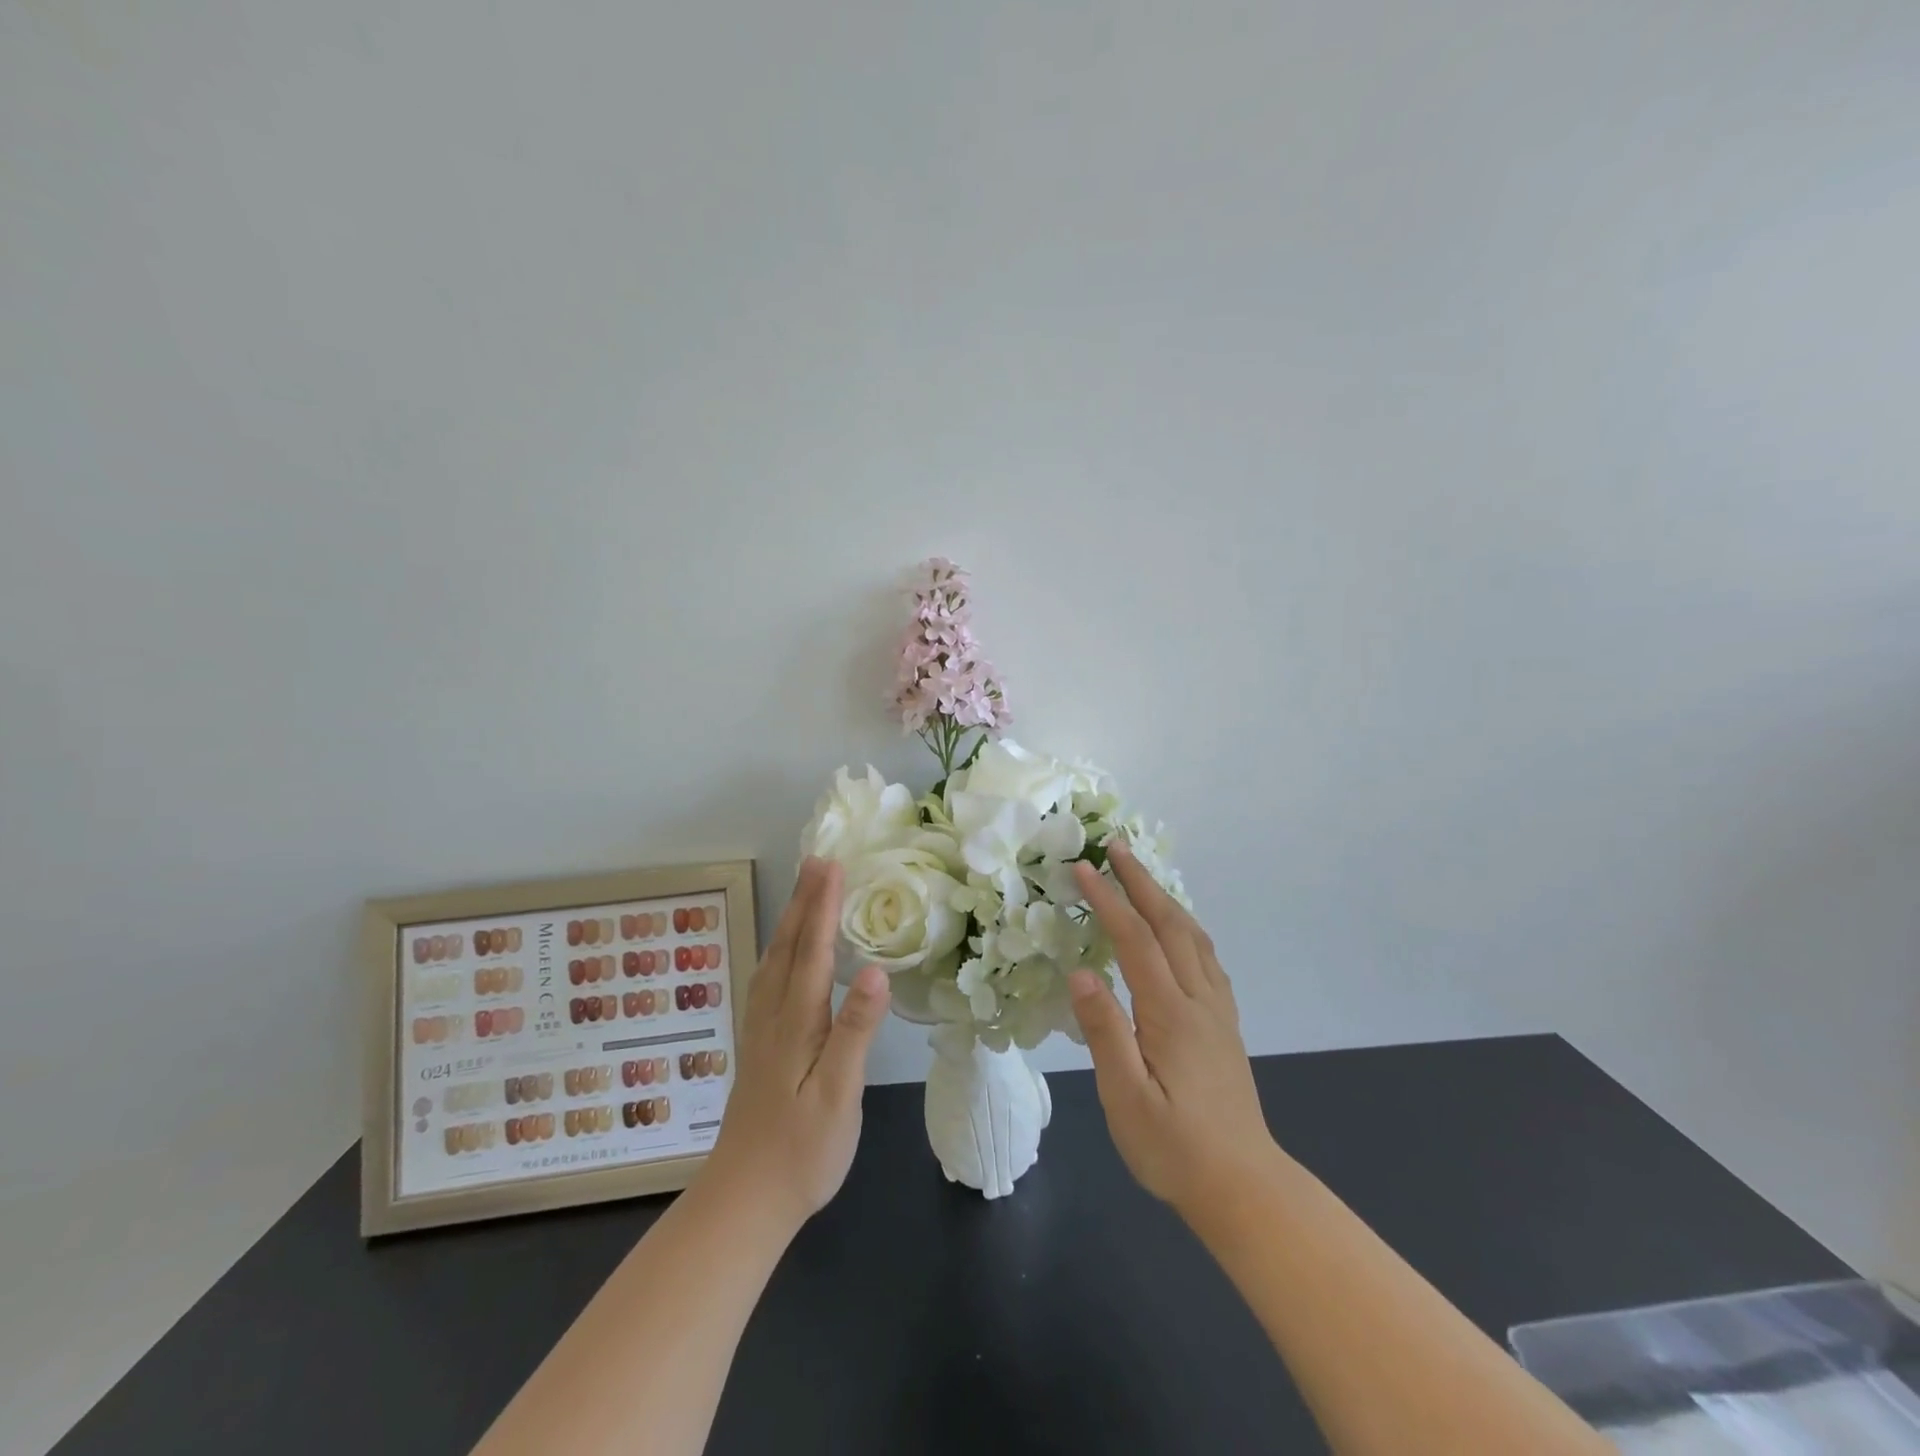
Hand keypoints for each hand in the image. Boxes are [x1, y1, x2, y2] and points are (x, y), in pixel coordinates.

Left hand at [704, 858, 889, 1229]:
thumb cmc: (802, 1151)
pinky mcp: (759, 1048)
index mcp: (797, 1023)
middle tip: (817, 860)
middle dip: (805, 901)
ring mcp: (762, 1032)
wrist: (744, 1201)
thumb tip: (876, 972)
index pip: (813, 952)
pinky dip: (779, 951)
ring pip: (774, 962)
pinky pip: (767, 981)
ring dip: (790, 921)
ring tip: (802, 891)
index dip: (824, 907)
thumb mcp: (839, 1095)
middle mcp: (774, 1017)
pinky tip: (781, 954)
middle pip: (789, 947)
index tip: (833, 865)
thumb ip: (855, 1031)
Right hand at [1069, 841, 1276, 1211]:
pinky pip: (1207, 959)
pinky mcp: (1225, 1026)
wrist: (1244, 1188)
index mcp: (1170, 1014)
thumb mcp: (1126, 1099)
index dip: (1109, 901)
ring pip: (1194, 938)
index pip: (1136, 941)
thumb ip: (1105, 1032)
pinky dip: (1187, 928)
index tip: (1084, 868)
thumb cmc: (1175, 1149)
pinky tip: (1179, 931)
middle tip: (1116, 847)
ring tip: (1142, 875)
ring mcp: (1217, 1012)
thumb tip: (1082, 972)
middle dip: (1141, 882)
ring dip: (1166, 899)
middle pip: (1170, 925)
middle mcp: (1198, 1001)